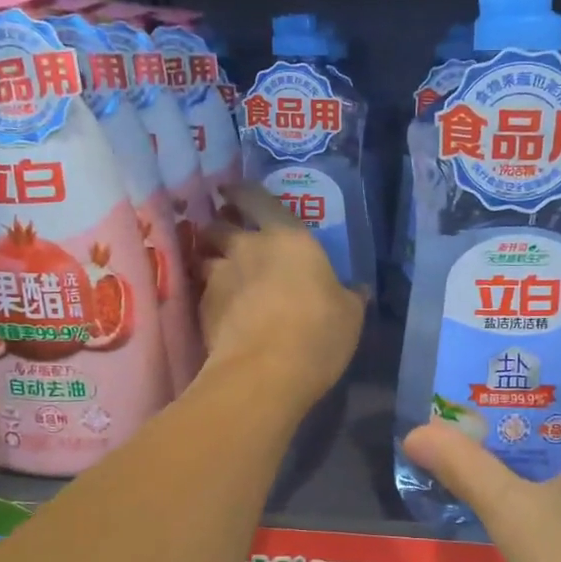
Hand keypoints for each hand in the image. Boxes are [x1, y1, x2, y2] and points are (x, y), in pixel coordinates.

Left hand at [198, 183, 364, 416]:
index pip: (258, 199)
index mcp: (289, 238)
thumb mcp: (349, 314)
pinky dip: (209, 293)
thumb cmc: (318, 332)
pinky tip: (219, 307)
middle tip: (227, 233)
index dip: (243, 192)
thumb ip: (349, 296)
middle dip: (222, 225)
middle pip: (221, 225)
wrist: (265, 371)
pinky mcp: (202, 307)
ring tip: (219, 270)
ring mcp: (220, 276)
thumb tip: (358, 289)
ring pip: (204, 255)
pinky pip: (202, 290)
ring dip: (210, 258)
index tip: (231, 190)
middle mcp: (248, 248)